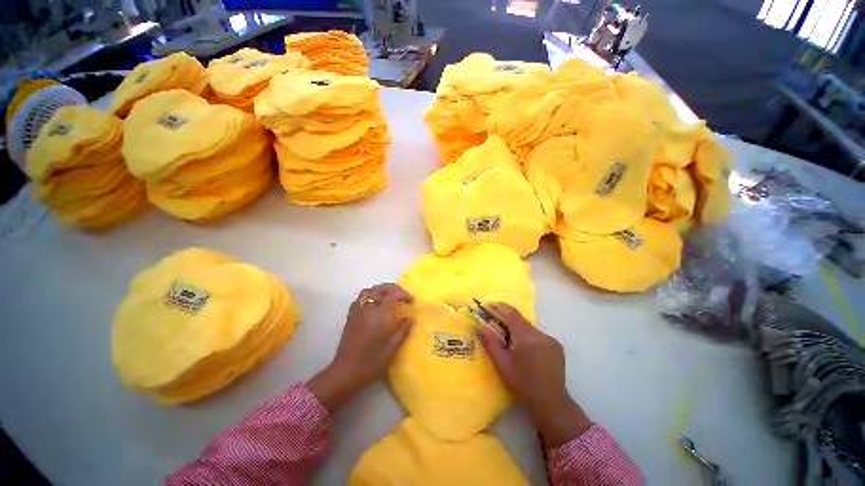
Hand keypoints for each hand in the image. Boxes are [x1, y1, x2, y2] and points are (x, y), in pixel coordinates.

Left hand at [307, 283, 413, 410]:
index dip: (404, 294)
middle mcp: (367, 308)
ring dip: (381, 290)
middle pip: (380, 288)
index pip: (393, 294)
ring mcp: (357, 311)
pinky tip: (376, 305)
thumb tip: (410, 318)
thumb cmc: (371, 362)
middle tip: (402, 296)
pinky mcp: (351, 316)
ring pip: (369, 290)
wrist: (345, 372)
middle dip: (393, 289)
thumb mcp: (392, 349)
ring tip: (389, 298)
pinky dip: (371, 295)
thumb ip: (403, 331)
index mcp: (379, 315)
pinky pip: (361, 297)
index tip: (411, 301)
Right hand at [477, 303, 590, 447]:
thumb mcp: (502, 364)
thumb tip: (480, 327)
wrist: (551, 404)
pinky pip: (537, 335)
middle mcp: (541, 334)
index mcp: (527, 337)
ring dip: (516, 328)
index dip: (498, 307)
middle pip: (520, 320)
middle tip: (493, 320)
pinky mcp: (556, 346)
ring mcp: (551, 340)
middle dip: (505, 318)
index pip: (511, 314)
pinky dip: (527, 336)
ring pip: (529, 327)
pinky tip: (523, 348)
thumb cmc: (523, 384)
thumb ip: (490, 343)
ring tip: (507, 337)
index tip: (487, 305)